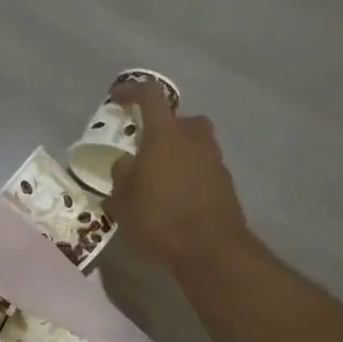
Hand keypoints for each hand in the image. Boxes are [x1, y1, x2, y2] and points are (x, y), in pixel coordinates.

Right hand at [104, 81, 251, 269]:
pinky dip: (189, 173)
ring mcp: (214, 160)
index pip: (149, 96)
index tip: (117, 99)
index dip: (131, 92)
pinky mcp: (226, 183)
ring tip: (158, 175)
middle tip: (145, 145)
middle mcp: (193, 139)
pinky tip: (174, 197)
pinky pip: (203, 167)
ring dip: (178, 151)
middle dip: (162, 127)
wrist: (211, 249)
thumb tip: (126, 162)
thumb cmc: (159, 217)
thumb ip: (122, 174)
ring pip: (194, 143)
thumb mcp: (123, 199)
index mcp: (165, 134)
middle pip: (180, 119)